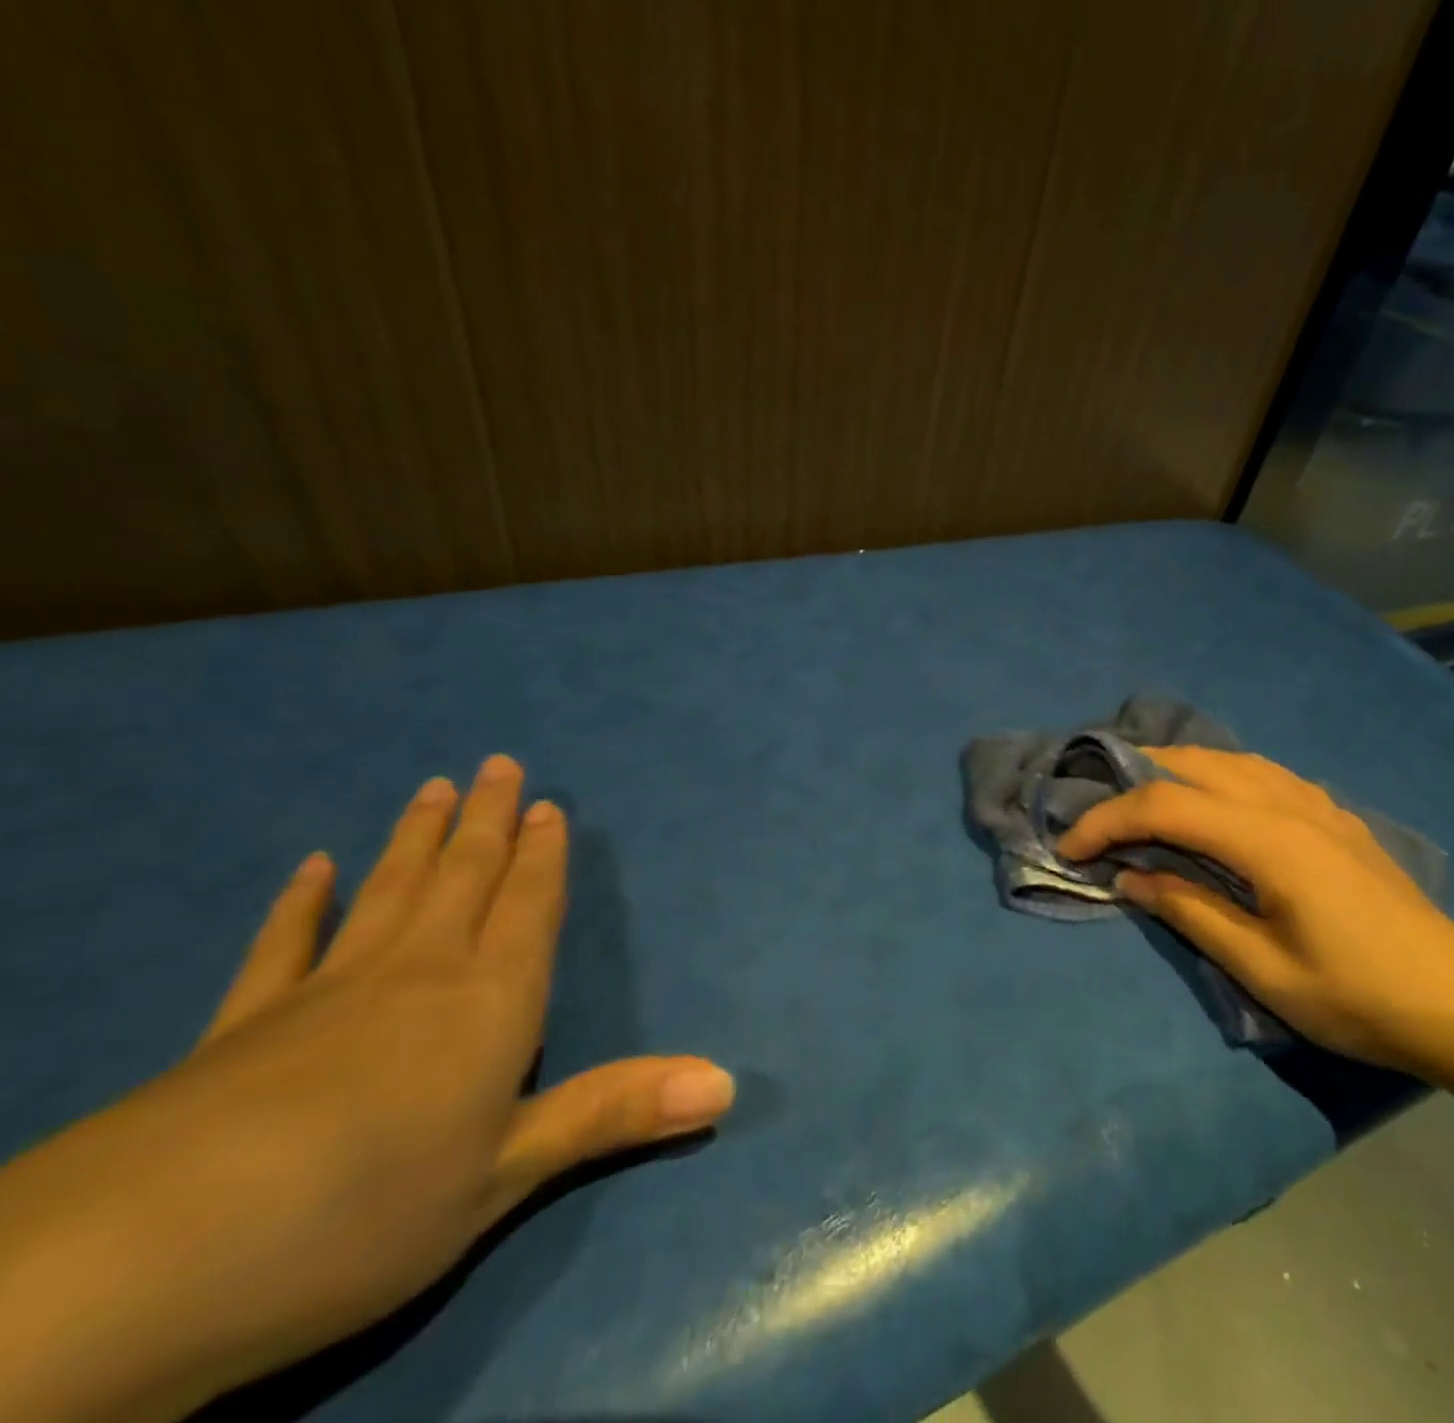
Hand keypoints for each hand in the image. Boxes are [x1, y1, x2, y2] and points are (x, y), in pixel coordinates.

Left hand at [0, 756, 735, 1422]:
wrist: (148, 1264)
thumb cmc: (369, 1209)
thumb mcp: (509, 1174)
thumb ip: (617, 1113)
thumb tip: (730, 1083)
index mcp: (491, 999)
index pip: (528, 906)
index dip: (542, 856)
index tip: (546, 804)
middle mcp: (419, 973)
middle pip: (464, 878)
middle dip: (488, 821)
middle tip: (499, 765)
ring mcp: (327, 991)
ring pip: (389, 892)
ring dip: (417, 839)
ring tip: (434, 789)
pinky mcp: (243, 1026)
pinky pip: (284, 946)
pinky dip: (300, 904)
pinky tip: (310, 867)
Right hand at [1057, 747, 1453, 1077]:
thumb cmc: (1358, 997)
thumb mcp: (1263, 968)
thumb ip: (1190, 911)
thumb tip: (1129, 877)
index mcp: (1266, 838)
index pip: (1163, 806)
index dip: (1106, 820)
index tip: (1069, 848)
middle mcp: (1287, 803)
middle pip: (1192, 763)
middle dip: (1132, 779)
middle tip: (1095, 812)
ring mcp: (1316, 804)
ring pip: (1228, 759)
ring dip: (1174, 769)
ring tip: (1141, 798)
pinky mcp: (1334, 817)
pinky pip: (1262, 773)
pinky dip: (1218, 774)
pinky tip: (1214, 800)